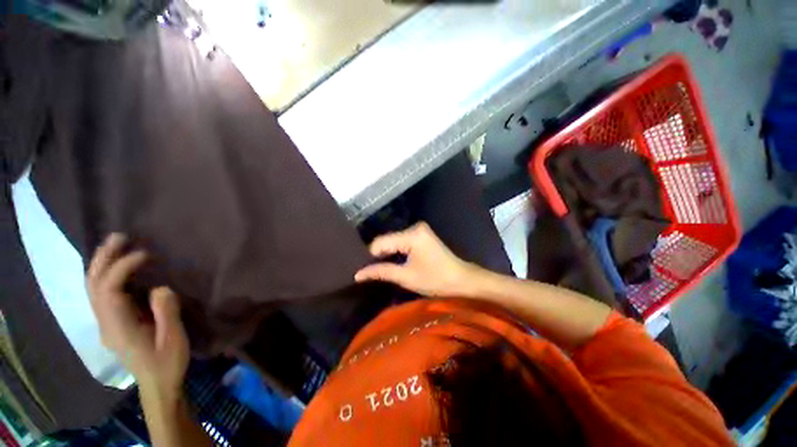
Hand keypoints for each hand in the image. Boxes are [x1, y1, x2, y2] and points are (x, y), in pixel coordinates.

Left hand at [87, 234, 188, 399]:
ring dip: (101, 264)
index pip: (109, 291)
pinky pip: (102, 294)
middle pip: (93, 286)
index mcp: (119, 328)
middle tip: (119, 237)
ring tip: (116, 245)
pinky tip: (115, 266)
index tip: (144, 254)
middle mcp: (106, 323)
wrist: (158, 384)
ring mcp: (107, 323)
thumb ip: (166, 313)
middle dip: (103, 259)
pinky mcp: (114, 323)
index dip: (122, 268)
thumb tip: (160, 288)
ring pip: (93, 289)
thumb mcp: (173, 339)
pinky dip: (106, 275)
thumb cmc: (168, 362)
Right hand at [355, 222, 477, 296]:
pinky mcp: (422, 235)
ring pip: (394, 241)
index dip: (370, 256)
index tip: (362, 270)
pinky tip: (390, 261)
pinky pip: (402, 241)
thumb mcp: (406, 277)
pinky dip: (396, 252)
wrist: (462, 280)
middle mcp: (414, 227)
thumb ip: (381, 271)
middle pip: (388, 240)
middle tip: (367, 271)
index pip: (381, 242)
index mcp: (412, 235)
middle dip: (378, 255)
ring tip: (376, 267)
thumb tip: (358, 274)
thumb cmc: (436, 280)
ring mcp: (419, 230)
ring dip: (386, 254)